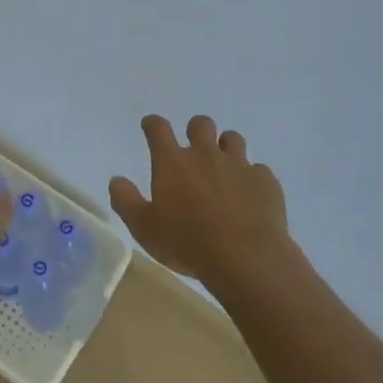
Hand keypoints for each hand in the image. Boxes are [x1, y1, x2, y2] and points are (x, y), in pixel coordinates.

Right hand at [110, 114, 291, 285]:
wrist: (246, 259)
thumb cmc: (187, 243)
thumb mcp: (144, 228)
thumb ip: (126, 201)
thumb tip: (116, 180)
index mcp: (173, 162)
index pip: (158, 128)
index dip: (152, 124)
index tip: (150, 126)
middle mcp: (205, 154)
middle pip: (200, 124)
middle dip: (195, 130)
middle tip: (194, 148)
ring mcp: (238, 165)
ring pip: (232, 138)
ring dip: (226, 147)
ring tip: (224, 168)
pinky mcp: (265, 181)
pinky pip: (259, 170)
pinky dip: (252, 178)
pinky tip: (250, 197)